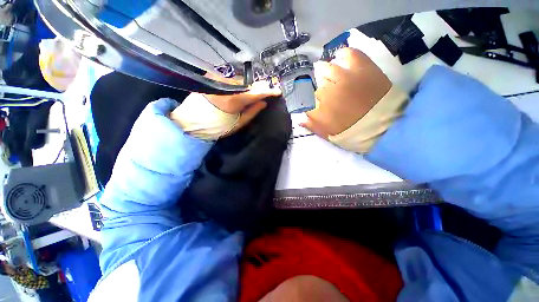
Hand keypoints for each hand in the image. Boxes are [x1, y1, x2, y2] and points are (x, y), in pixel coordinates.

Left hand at [204, 80, 281, 134]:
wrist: (192, 122)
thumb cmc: (216, 127)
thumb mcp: (238, 124)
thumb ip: (252, 112)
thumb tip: (263, 102)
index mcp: (233, 101)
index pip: (255, 93)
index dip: (267, 91)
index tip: (277, 91)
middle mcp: (226, 87)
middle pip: (248, 85)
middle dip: (260, 87)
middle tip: (269, 89)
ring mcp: (219, 81)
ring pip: (241, 81)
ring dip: (250, 85)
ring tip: (257, 90)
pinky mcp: (213, 79)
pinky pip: (232, 80)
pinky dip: (240, 84)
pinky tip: (244, 88)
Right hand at [301, 48, 391, 138]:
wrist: (385, 126)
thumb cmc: (354, 133)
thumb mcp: (330, 135)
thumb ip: (313, 126)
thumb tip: (300, 119)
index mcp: (319, 109)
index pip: (304, 99)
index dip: (305, 99)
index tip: (309, 102)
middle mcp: (327, 91)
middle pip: (312, 82)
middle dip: (315, 87)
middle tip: (323, 91)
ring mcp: (344, 77)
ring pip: (325, 68)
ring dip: (324, 72)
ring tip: (330, 75)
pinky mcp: (362, 68)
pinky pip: (348, 54)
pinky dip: (342, 55)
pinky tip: (341, 59)